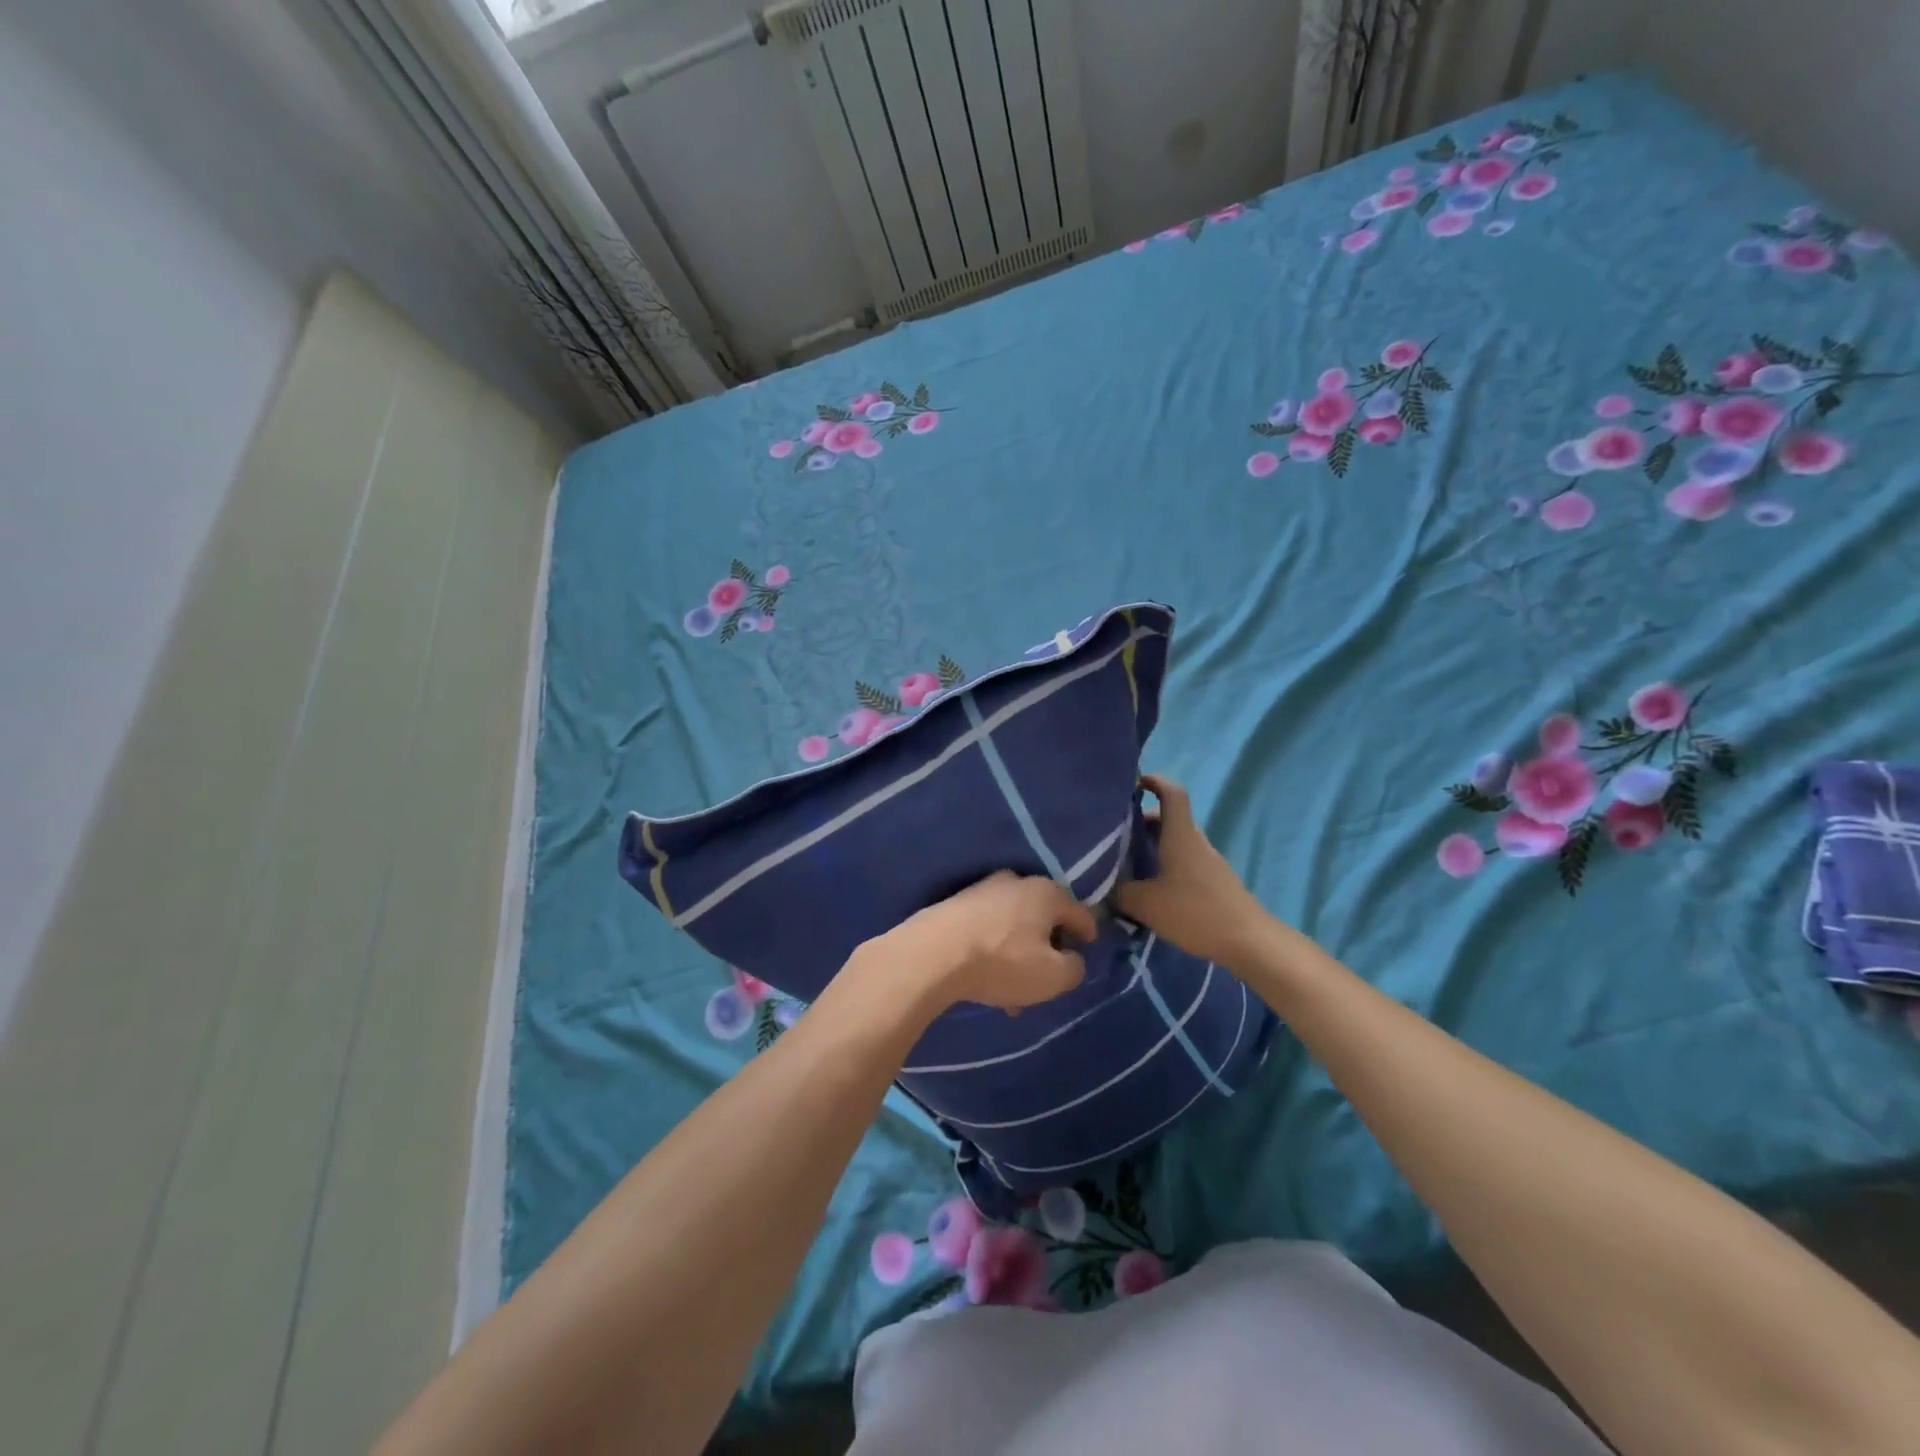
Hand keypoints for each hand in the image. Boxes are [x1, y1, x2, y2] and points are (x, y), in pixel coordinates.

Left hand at [876, 871, 1094, 1014]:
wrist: (932, 954)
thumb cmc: (1002, 962)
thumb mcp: (1053, 977)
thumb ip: (1074, 969)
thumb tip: (1072, 960)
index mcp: (1047, 893)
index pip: (1080, 912)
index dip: (1088, 933)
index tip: (1089, 949)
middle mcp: (1017, 882)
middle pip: (1043, 916)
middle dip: (1048, 946)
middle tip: (1049, 975)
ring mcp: (982, 889)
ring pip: (1013, 925)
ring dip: (1018, 953)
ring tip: (1013, 991)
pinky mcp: (955, 903)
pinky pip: (987, 928)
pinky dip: (993, 949)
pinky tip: (986, 977)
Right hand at [1116, 775, 1269, 967]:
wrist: (1248, 941)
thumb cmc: (1195, 911)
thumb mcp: (1146, 903)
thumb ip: (1118, 893)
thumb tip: (1101, 889)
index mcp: (1180, 835)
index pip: (1171, 793)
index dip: (1153, 781)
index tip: (1132, 783)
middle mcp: (1195, 842)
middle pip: (1169, 818)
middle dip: (1142, 820)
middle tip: (1114, 833)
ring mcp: (1207, 862)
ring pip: (1175, 842)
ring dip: (1152, 846)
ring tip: (1126, 862)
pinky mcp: (1212, 883)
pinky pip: (1182, 862)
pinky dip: (1163, 865)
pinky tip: (1149, 889)